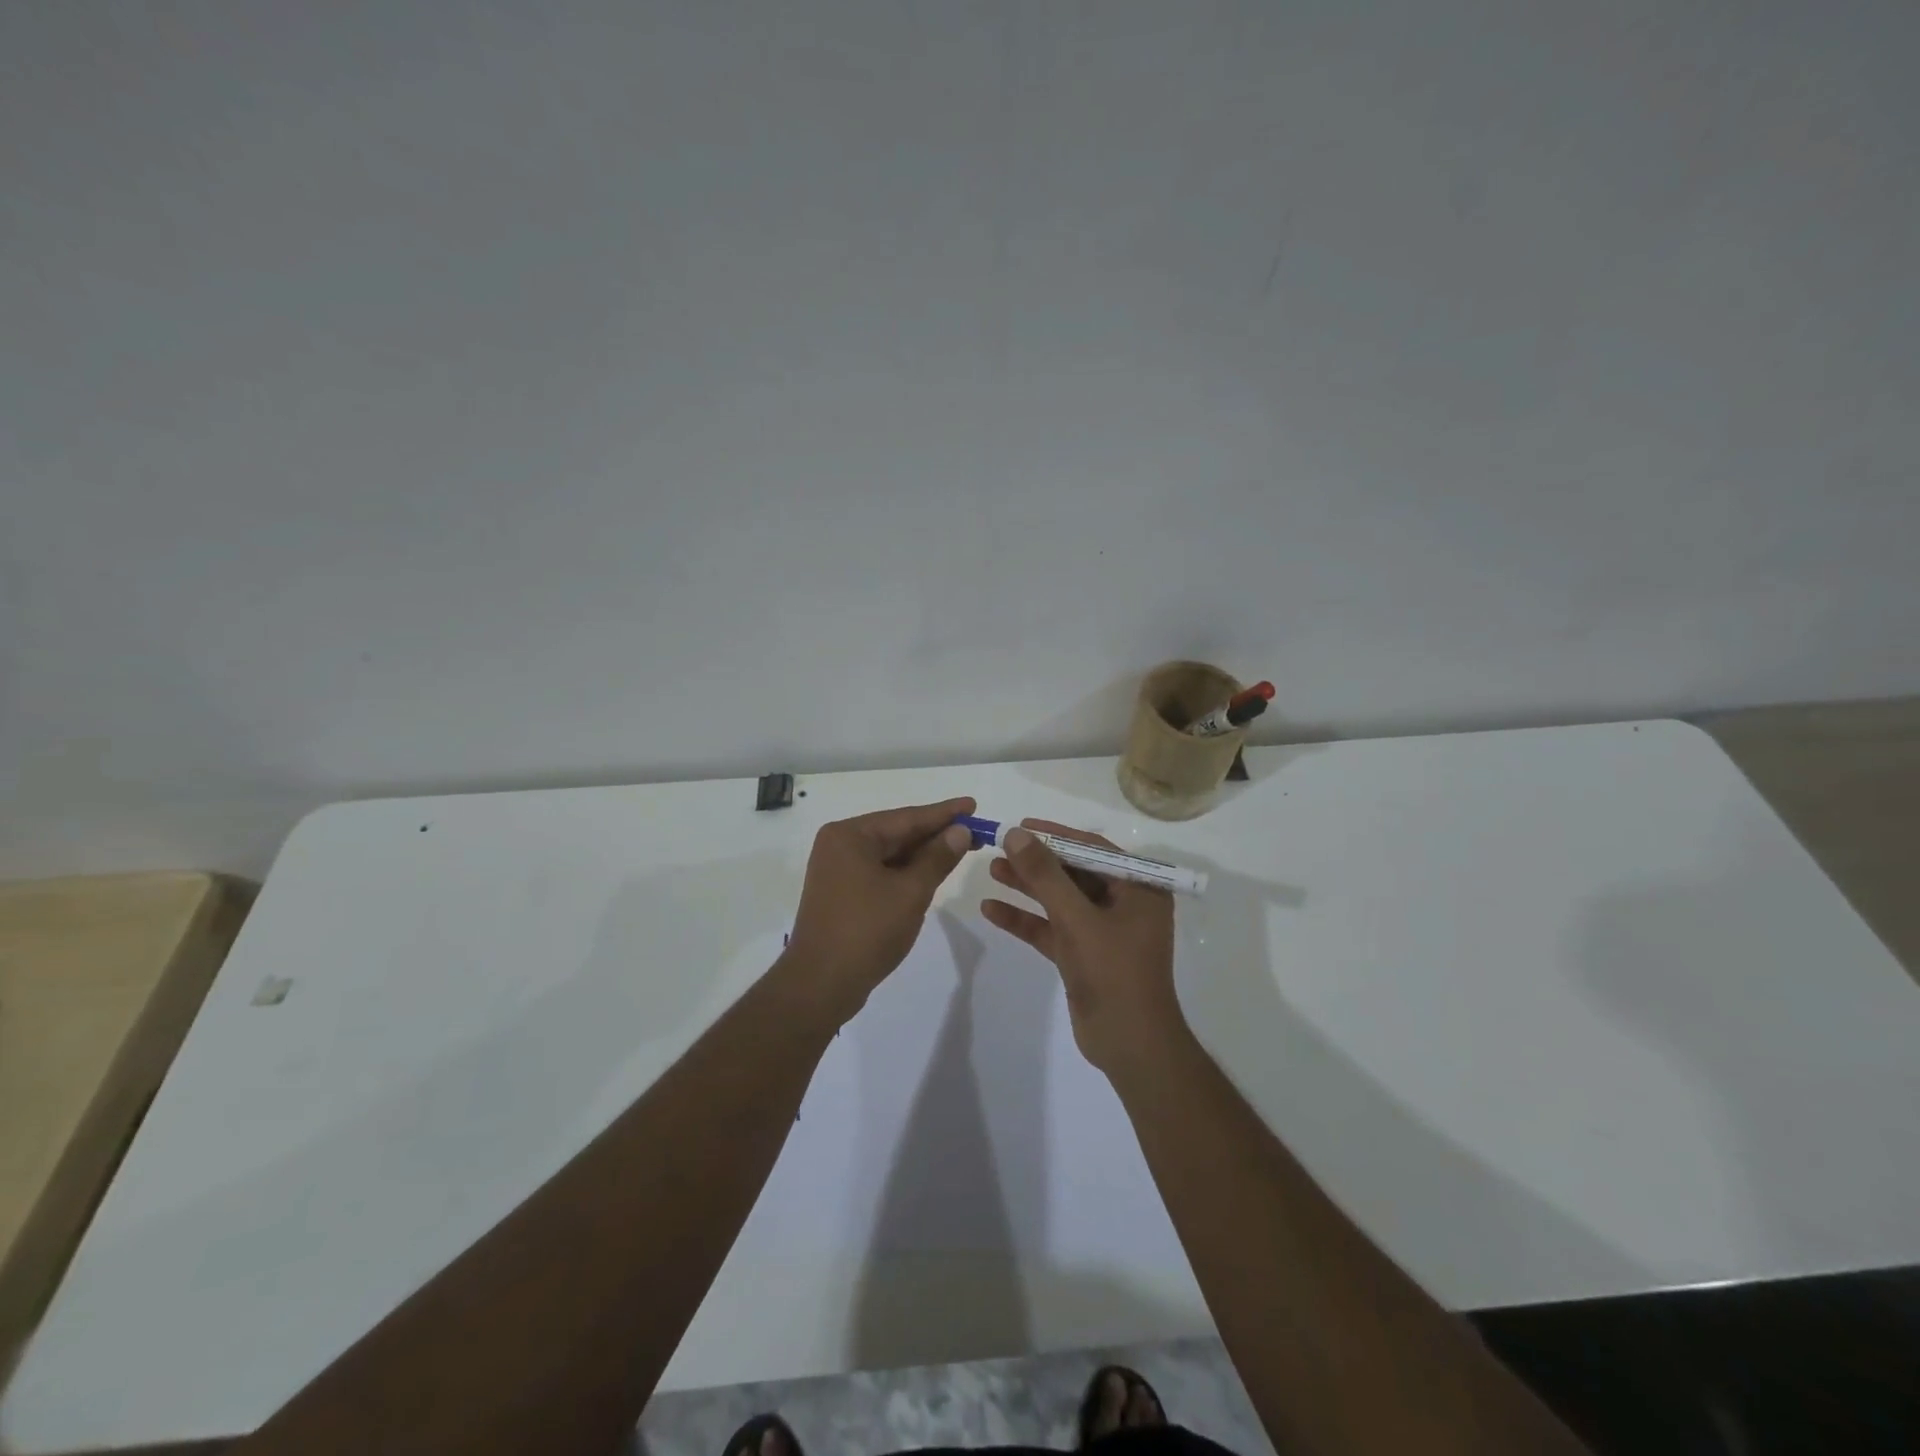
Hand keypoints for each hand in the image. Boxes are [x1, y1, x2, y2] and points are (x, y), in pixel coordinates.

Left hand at [782, 797, 976, 1025]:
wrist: (820, 985)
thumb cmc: (866, 931)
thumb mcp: (911, 892)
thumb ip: (937, 858)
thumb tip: (960, 830)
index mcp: (850, 836)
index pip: (906, 817)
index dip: (944, 813)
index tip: (973, 804)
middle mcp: (840, 845)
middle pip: (897, 833)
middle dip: (936, 834)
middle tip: (976, 829)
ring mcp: (838, 871)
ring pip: (890, 855)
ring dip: (923, 854)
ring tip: (961, 847)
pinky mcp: (842, 893)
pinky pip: (881, 872)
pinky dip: (906, 872)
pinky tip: (931, 872)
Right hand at [980, 819, 1183, 1076]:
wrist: (1130, 1045)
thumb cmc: (1114, 972)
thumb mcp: (1077, 918)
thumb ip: (1045, 875)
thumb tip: (1016, 834)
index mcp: (1138, 888)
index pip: (1093, 849)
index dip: (1055, 835)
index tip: (1020, 826)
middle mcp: (1123, 904)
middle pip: (1073, 872)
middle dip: (1036, 861)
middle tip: (1000, 847)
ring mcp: (1102, 931)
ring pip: (1059, 900)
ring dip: (1027, 887)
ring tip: (991, 870)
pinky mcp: (1083, 955)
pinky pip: (1052, 928)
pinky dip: (1025, 919)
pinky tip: (991, 909)